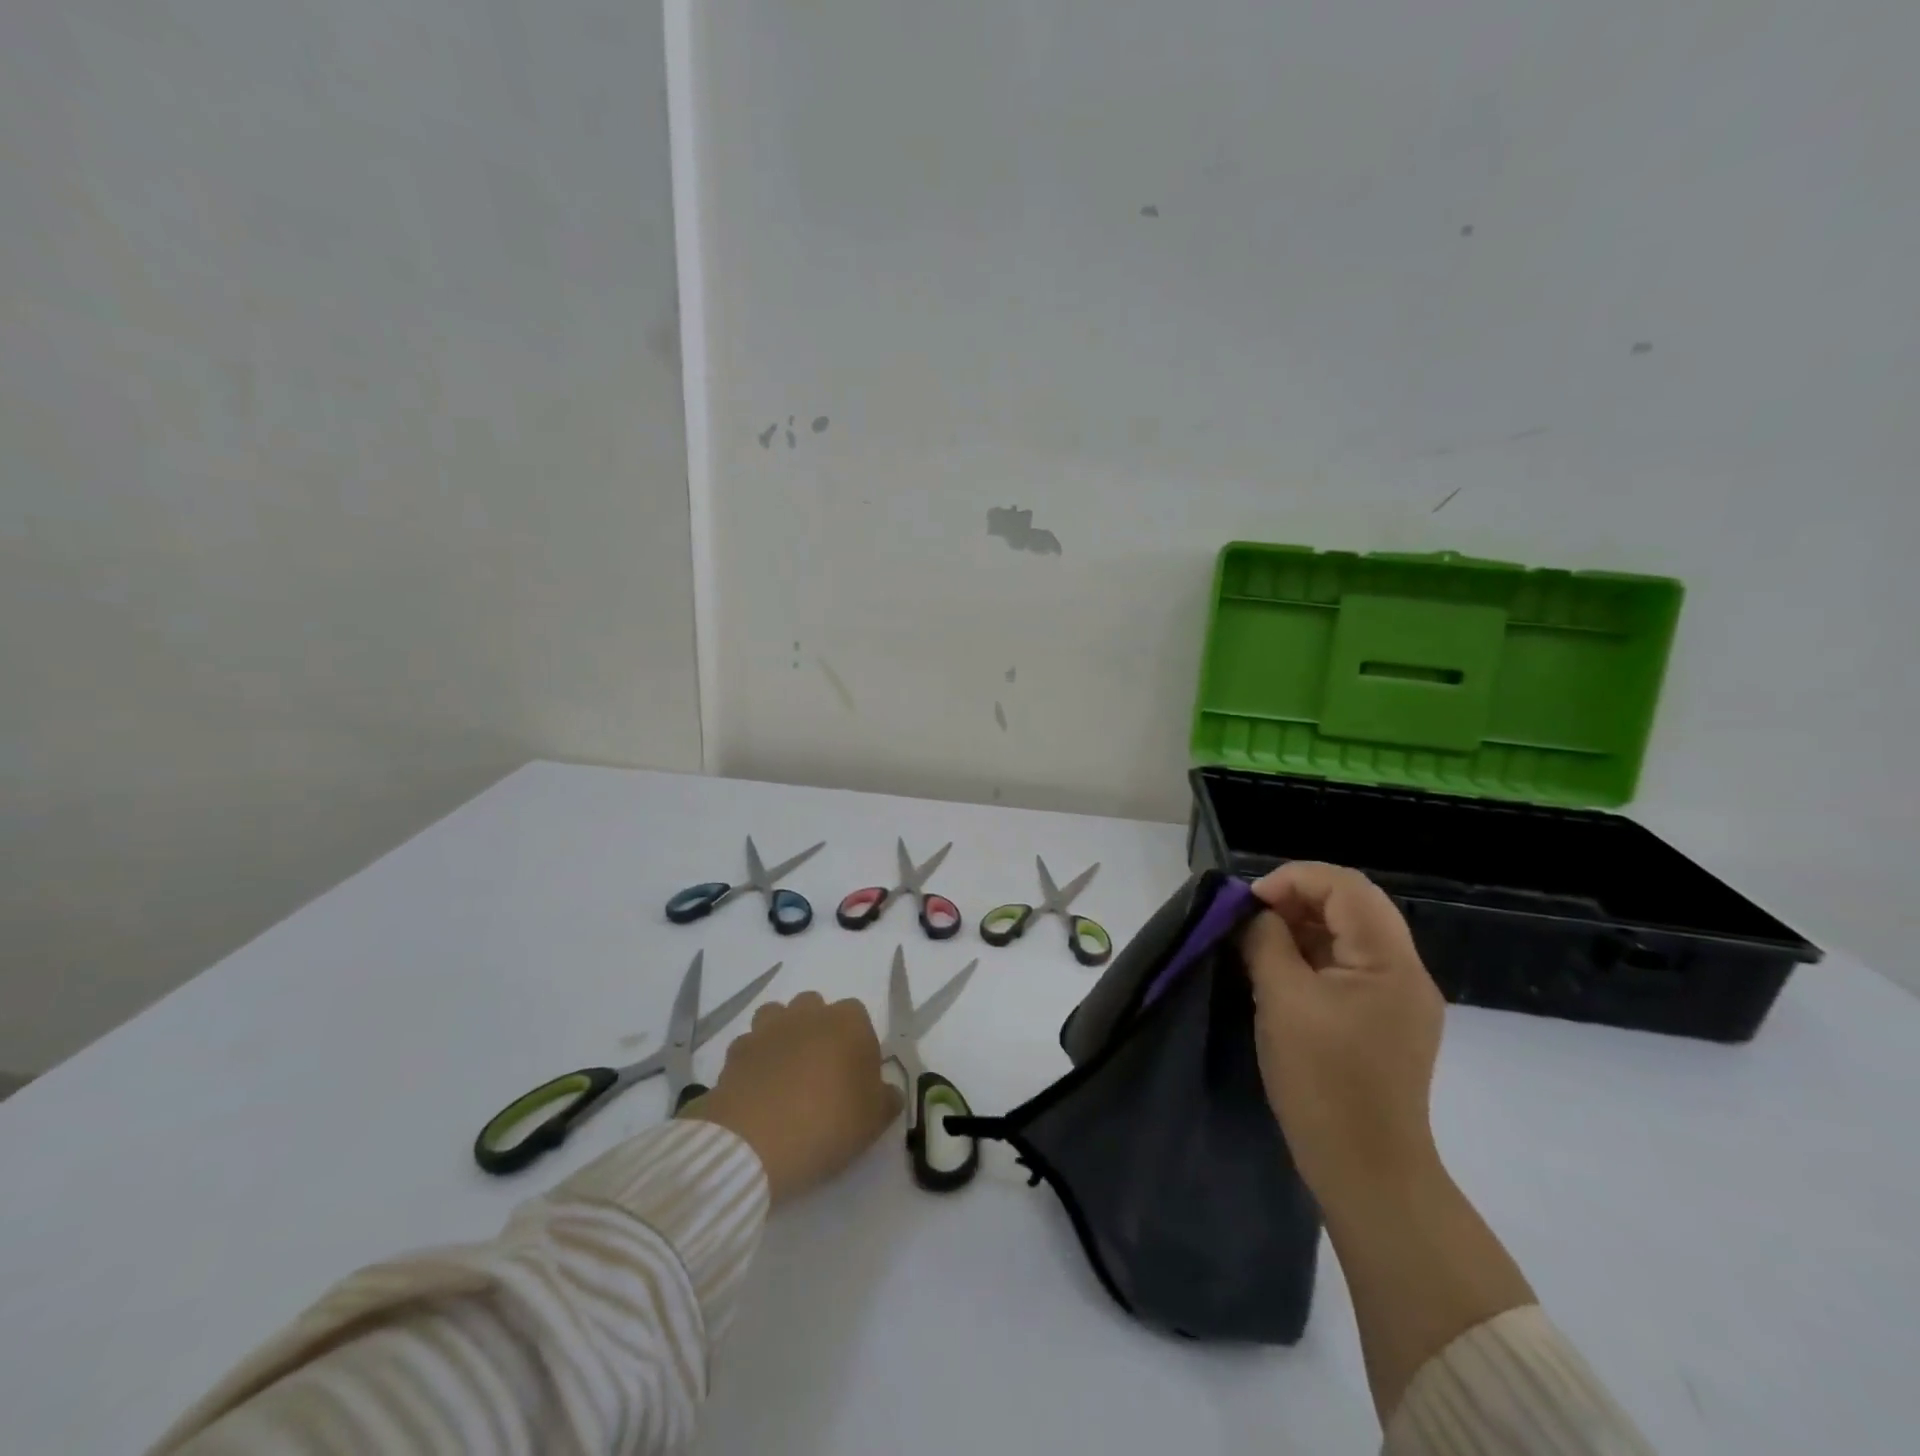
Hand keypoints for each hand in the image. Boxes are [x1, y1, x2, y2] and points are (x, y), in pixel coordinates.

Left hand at [679, 993, 902, 1204]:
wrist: (754, 1142)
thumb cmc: (827, 1123)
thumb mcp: (874, 1121)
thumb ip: (886, 1100)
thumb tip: (888, 1092)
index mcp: (847, 1023)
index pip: (858, 1016)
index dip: (857, 1044)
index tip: (856, 1077)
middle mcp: (807, 1015)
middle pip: (815, 1008)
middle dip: (818, 1030)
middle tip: (821, 1073)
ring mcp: (767, 1029)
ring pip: (777, 1017)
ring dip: (783, 1036)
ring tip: (785, 1074)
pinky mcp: (735, 1051)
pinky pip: (749, 1046)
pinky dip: (754, 1060)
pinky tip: (757, 1089)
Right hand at [1241, 862, 1444, 1202]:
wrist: (1367, 1170)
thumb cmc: (1322, 1080)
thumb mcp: (1282, 1000)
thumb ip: (1266, 942)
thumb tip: (1255, 915)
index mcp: (1390, 962)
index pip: (1346, 887)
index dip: (1294, 879)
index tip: (1250, 902)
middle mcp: (1406, 972)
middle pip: (1353, 905)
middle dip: (1298, 899)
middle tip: (1253, 918)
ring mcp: (1400, 998)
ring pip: (1351, 934)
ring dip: (1304, 926)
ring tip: (1261, 943)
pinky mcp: (1387, 1021)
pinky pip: (1350, 966)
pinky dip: (1314, 955)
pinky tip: (1282, 972)